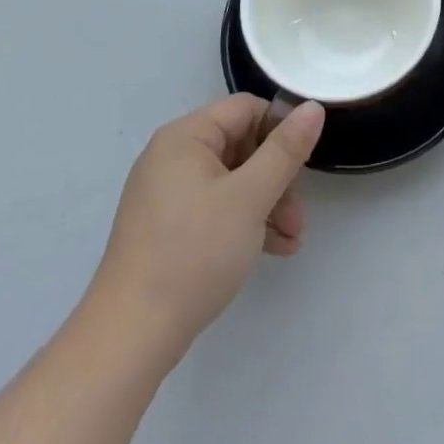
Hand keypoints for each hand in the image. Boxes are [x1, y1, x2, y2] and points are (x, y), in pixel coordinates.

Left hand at [85, 95, 324, 362]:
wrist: (130, 336)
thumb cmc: (194, 252)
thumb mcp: (249, 197)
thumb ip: (285, 150)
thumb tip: (312, 107)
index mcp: (185, 137)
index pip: (245, 109)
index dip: (280, 129)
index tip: (304, 164)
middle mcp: (172, 157)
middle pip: (241, 146)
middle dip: (277, 177)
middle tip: (299, 214)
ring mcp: (167, 194)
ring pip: (232, 181)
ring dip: (267, 204)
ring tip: (293, 239)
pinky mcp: (167, 228)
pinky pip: (216, 208)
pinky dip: (245, 222)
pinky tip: (273, 250)